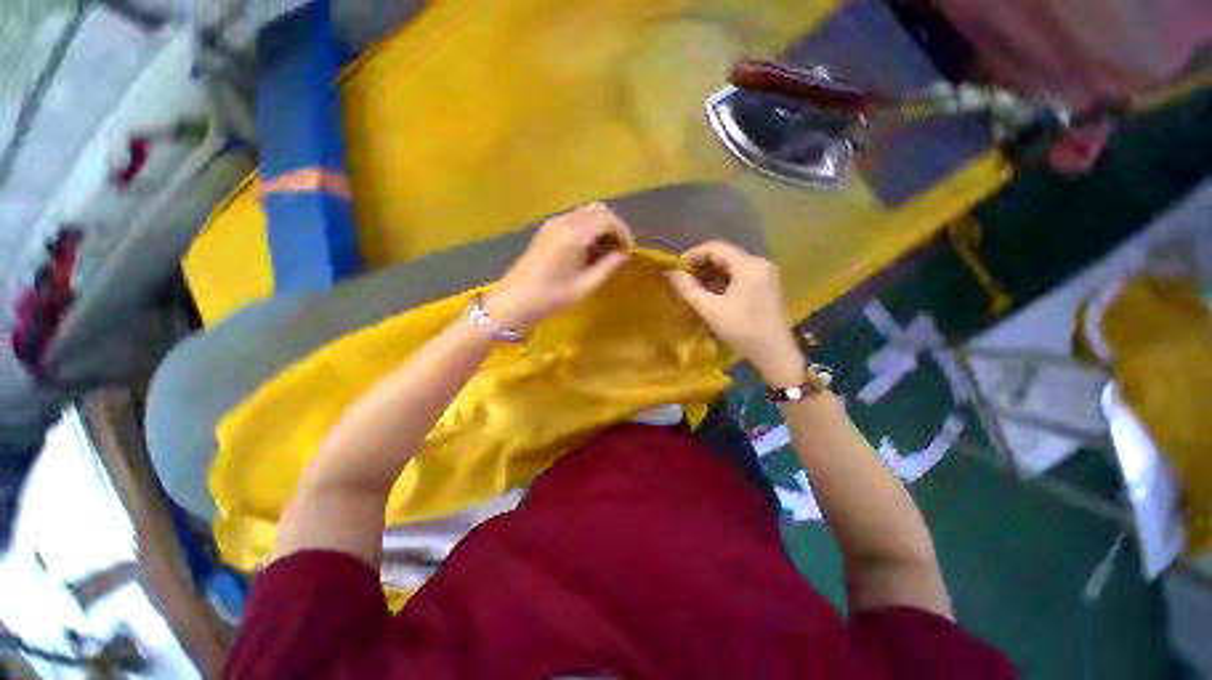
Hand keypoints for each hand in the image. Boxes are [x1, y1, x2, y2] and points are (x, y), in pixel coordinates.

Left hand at [487, 202, 633, 329]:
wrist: (515, 300)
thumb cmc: (552, 297)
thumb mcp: (586, 286)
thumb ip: (608, 266)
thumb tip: (623, 253)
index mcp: (575, 234)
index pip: (608, 219)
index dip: (623, 233)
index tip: (629, 251)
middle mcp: (564, 221)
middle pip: (599, 210)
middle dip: (614, 227)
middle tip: (619, 251)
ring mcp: (553, 222)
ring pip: (587, 212)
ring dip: (601, 227)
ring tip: (605, 252)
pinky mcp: (547, 228)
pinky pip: (575, 218)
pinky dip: (588, 228)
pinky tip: (588, 249)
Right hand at [666, 241, 803, 385]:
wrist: (775, 353)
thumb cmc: (741, 329)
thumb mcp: (710, 309)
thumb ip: (688, 288)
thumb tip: (670, 273)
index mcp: (748, 264)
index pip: (716, 247)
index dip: (693, 255)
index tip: (678, 269)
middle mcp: (760, 263)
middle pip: (725, 255)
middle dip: (702, 266)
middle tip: (684, 280)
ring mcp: (766, 275)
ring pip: (732, 267)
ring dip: (712, 275)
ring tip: (695, 289)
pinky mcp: (767, 286)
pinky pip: (741, 276)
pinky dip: (724, 282)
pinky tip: (712, 295)